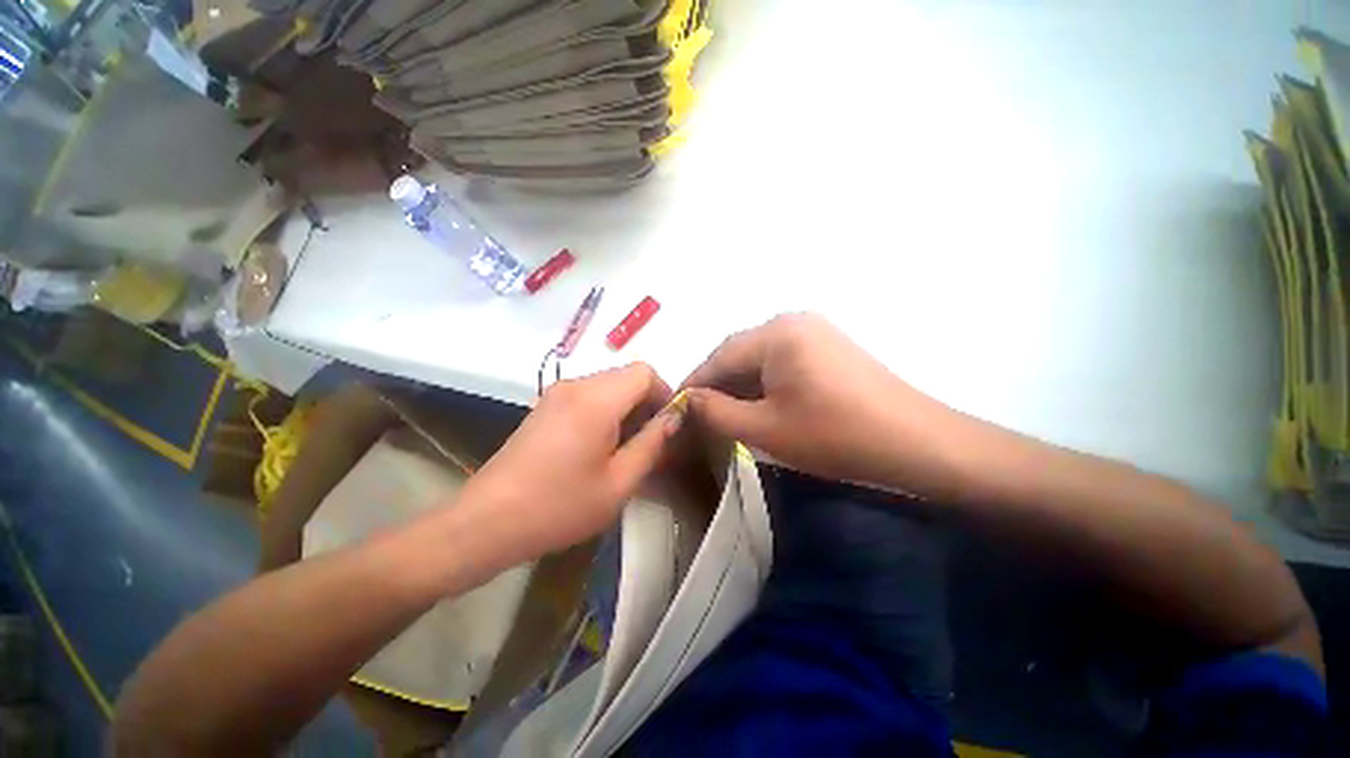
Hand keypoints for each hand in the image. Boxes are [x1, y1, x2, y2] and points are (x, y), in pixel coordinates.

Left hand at [452, 363, 684, 567]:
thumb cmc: (559, 506)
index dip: (664, 393)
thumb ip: (652, 443)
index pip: (645, 372)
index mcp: (596, 399)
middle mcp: (576, 385)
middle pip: (626, 377)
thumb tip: (673, 417)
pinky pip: (588, 396)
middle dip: (646, 403)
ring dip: (626, 409)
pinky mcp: (545, 406)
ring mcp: (557, 394)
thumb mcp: (619, 482)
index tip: (667, 427)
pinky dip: (605, 412)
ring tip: (624, 449)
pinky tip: (598, 447)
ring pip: (608, 386)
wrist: (486, 522)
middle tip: (649, 443)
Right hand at [683, 313, 959, 491]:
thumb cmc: (835, 435)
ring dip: (742, 387)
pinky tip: (761, 407)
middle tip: (700, 416)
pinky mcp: (829, 348)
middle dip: (719, 386)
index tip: (675, 407)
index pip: (719, 356)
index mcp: (776, 332)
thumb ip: (715, 411)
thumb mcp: (764, 429)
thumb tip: (687, 399)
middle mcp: (793, 321)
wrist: (917, 443)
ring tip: (727, 416)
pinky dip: (766, 385)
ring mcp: (815, 332)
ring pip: (761, 360)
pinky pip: (783, 363)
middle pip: (740, 355)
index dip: (695, 383)